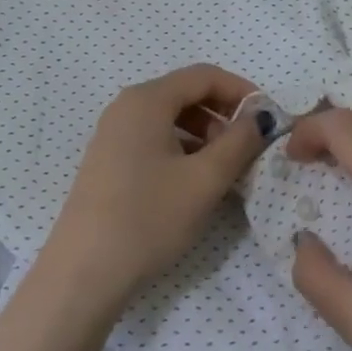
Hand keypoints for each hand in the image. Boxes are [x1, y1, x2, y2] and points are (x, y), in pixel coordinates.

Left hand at [40, 64, 269, 314]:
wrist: (83, 274)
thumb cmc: (148, 218)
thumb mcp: (204, 180)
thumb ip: (239, 142)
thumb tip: (260, 118)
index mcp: (147, 99)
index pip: (204, 76)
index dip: (241, 90)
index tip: (268, 117)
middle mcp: (127, 106)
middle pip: (186, 93)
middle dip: (223, 114)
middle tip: (248, 147)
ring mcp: (113, 133)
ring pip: (171, 118)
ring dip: (205, 133)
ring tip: (225, 168)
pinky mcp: (109, 160)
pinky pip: (154, 138)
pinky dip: (182, 148)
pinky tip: (195, 181)